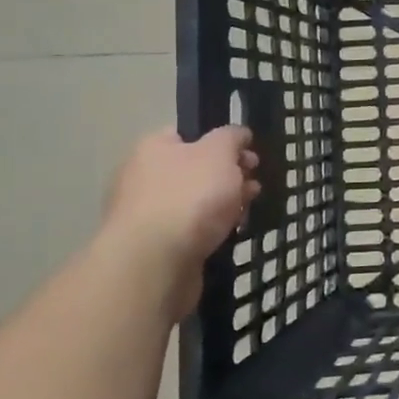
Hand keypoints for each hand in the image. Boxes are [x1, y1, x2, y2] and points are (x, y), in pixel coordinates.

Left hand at [98, 127, 259, 316]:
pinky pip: (190, 231)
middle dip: (228, 175)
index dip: (222, 140)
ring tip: (248, 210)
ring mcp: (148, 216)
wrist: (155, 264)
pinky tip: (229, 234)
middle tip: (254, 183)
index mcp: (153, 148)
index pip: (189, 135)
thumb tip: (238, 134)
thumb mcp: (219, 152)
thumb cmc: (189, 196)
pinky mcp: (156, 248)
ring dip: (223, 204)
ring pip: (195, 202)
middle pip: (195, 169)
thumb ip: (232, 137)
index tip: (248, 152)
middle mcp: (144, 178)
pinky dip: (211, 230)